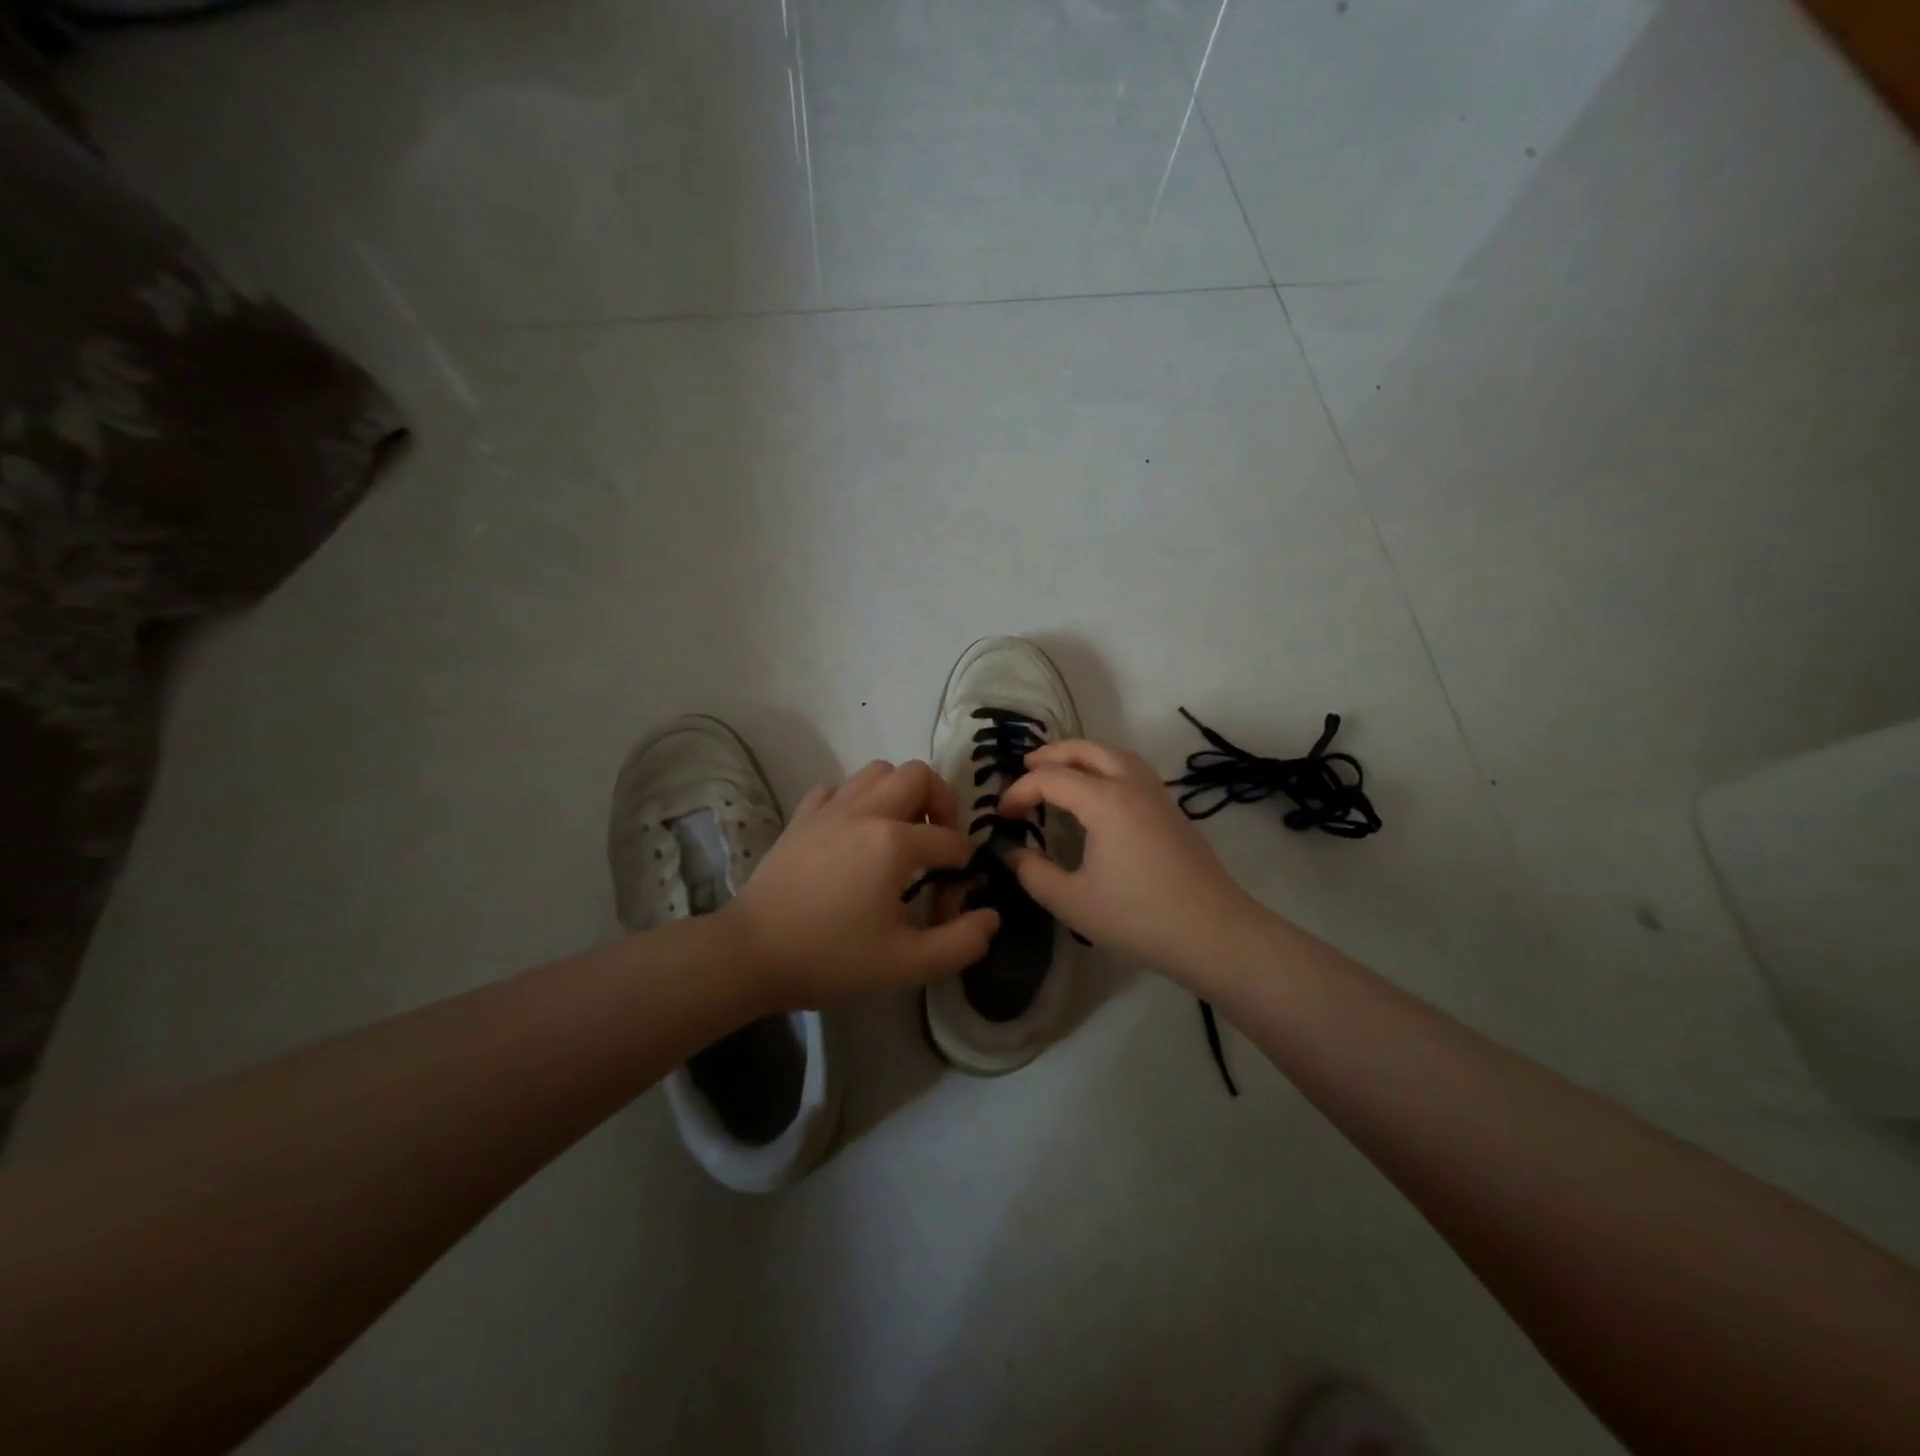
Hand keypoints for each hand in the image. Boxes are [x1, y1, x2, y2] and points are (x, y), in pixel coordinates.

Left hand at [723, 759, 999, 1007]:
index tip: (952, 898)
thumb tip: (991, 916)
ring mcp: (830, 808)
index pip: (951, 841)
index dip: (963, 869)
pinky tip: (854, 831)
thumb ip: (961, 942)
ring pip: (878, 771)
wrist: (752, 953)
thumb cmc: (831, 958)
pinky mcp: (802, 816)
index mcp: (895, 843)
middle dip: (941, 803)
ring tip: (900, 831)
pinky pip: (838, 787)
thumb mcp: (907, 964)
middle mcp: (866, 811)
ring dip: (899, 793)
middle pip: (919, 775)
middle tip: (937, 841)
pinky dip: (856, 799)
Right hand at [997, 740, 1266, 981]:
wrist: (1214, 933)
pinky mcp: (1172, 810)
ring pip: (1114, 753)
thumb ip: (1033, 874)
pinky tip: (1098, 791)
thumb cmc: (1139, 918)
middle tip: (1024, 769)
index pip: (1050, 779)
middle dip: (1051, 755)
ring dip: (1082, 755)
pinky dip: (1105, 766)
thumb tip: (1012, 854)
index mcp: (1105, 801)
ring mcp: (1157, 795)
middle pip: (1086, 749)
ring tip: (1059, 771)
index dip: (1019, 792)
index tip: (1001, 816)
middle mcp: (1131, 785)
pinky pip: (1132, 769)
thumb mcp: (1073, 903)